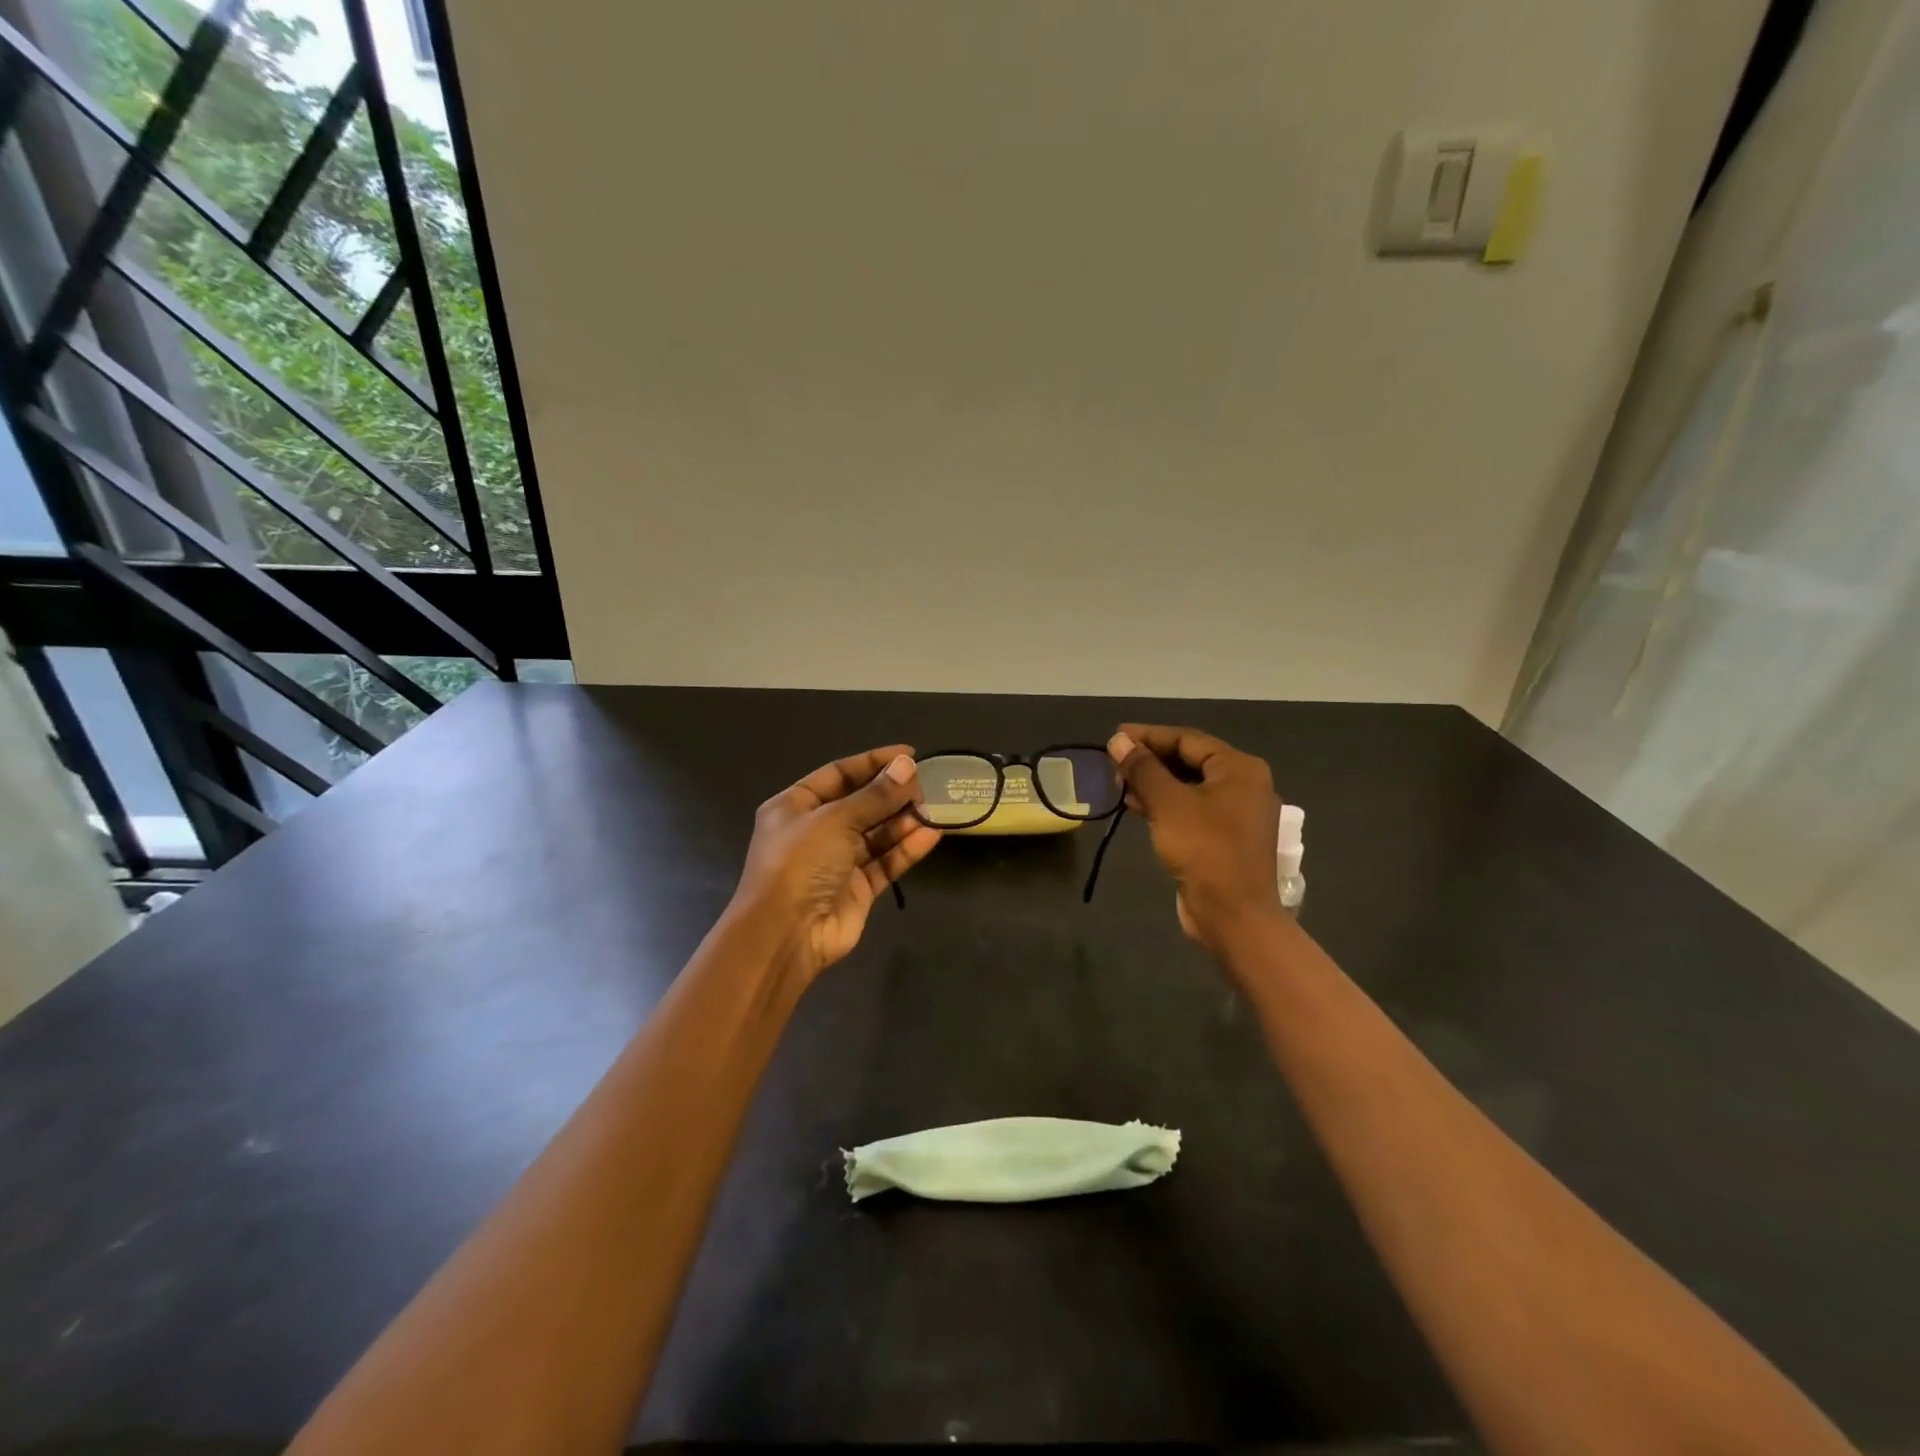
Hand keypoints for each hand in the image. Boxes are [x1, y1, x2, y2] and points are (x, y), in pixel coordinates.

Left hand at [730, 745, 941, 982]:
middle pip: (860, 803)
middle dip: (892, 793)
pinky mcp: (858, 889)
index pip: (838, 774)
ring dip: (903, 820)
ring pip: (876, 834)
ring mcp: (837, 861)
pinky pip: (885, 861)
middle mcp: (815, 831)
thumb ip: (875, 795)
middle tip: (926, 783)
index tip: (908, 754)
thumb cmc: (800, 863)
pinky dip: (906, 848)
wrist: (786, 934)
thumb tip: (907, 765)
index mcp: (795, 806)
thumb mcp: (835, 820)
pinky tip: (932, 834)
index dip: (872, 762)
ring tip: (933, 807)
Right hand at [1107, 724, 1283, 951]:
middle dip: (1150, 761)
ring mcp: (1237, 813)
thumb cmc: (1204, 850)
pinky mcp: (1225, 837)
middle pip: (1190, 761)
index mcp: (1239, 768)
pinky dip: (1165, 805)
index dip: (1148, 736)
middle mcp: (1243, 785)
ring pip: (1188, 786)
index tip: (1114, 736)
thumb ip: (1143, 768)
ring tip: (1120, 785)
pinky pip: (1191, 809)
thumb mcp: (1168, 803)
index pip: (1187, 739)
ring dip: (1154, 783)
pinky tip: (1137, 808)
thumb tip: (1119, 741)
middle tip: (1114, 763)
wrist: (1233, 915)